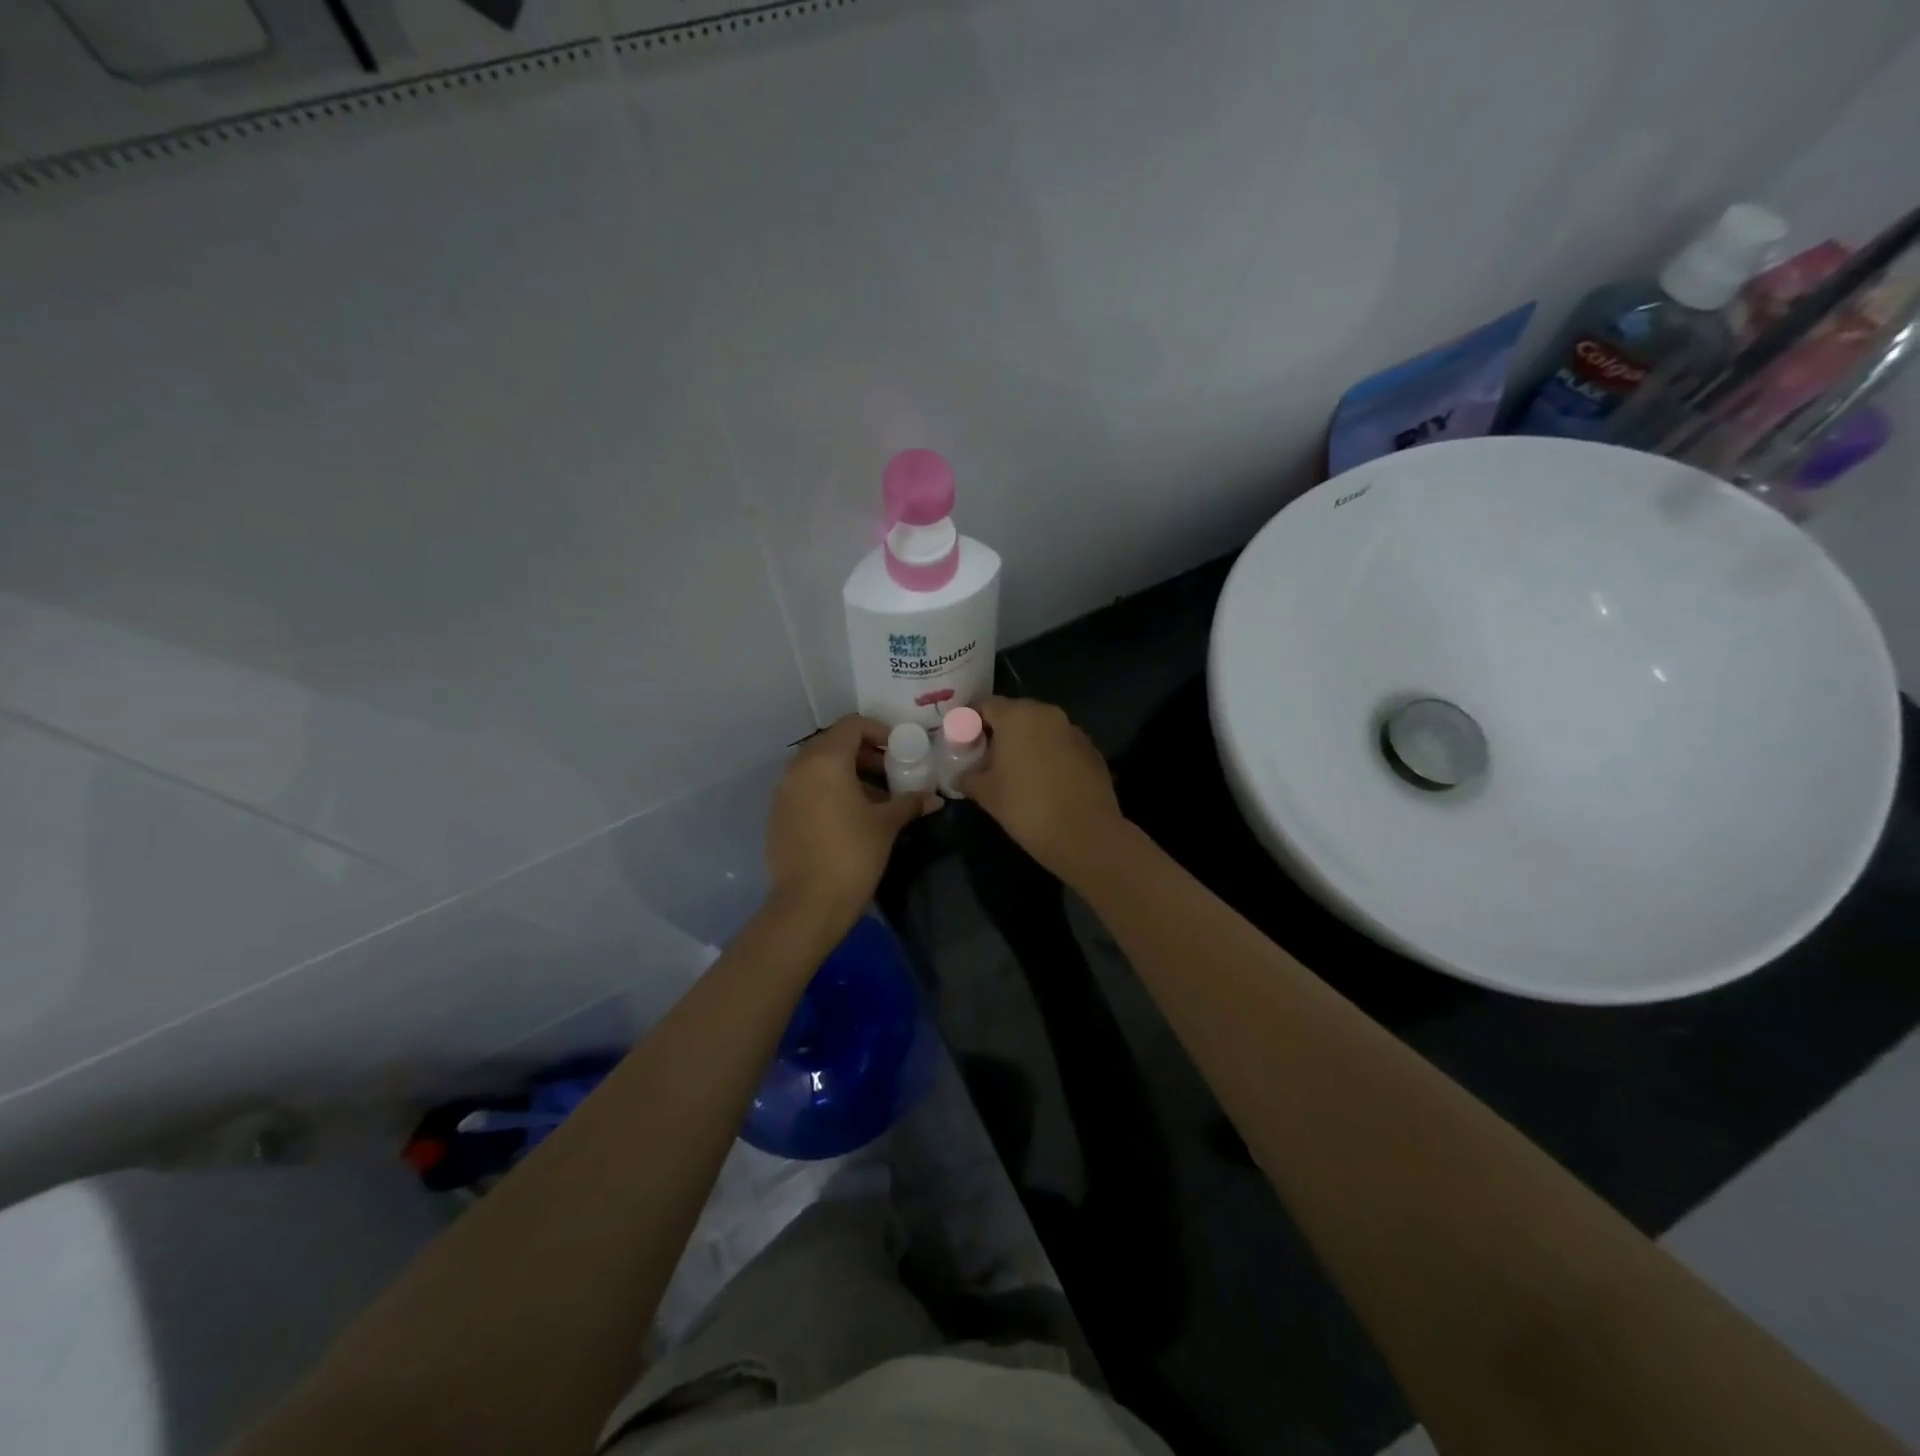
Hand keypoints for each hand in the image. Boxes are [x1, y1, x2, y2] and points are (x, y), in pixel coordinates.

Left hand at [767, 715, 938, 920]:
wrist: (808, 904)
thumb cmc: (852, 854)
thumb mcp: (886, 824)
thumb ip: (909, 803)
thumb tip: (935, 799)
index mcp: (825, 761)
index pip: (852, 725)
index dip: (879, 732)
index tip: (899, 751)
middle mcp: (798, 768)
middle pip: (833, 743)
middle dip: (864, 753)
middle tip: (890, 773)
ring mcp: (783, 791)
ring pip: (818, 766)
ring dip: (846, 773)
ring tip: (874, 798)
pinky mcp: (778, 814)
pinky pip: (806, 788)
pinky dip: (828, 790)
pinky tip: (849, 816)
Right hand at [959, 697, 1124, 883]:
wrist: (1085, 834)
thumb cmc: (1026, 807)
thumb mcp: (986, 793)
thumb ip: (968, 777)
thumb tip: (961, 776)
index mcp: (1017, 716)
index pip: (985, 705)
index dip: (969, 721)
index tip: (963, 742)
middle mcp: (1047, 713)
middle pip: (1015, 713)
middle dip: (999, 732)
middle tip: (987, 758)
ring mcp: (1073, 730)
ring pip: (1040, 728)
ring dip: (1026, 742)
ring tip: (1016, 771)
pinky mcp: (1091, 750)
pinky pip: (1061, 744)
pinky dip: (1049, 755)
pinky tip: (1045, 781)